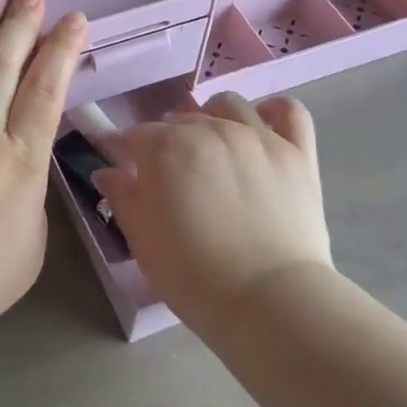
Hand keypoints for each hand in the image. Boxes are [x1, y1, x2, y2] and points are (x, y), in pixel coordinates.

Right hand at [94, 93, 334, 327]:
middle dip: (170, 141)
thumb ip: (124, 197)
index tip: (132, 176)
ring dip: (214, 119)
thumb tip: (109, 171)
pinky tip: (262, 130)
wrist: (271, 301)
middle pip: (181, 118)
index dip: (131, 154)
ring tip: (215, 150)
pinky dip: (272, 112)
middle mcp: (210, 129)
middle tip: (175, 178)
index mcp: (166, 148)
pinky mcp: (297, 151)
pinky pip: (288, 110)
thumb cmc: (195, 277)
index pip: (137, 135)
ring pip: (229, 105)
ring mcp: (258, 136)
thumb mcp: (143, 241)